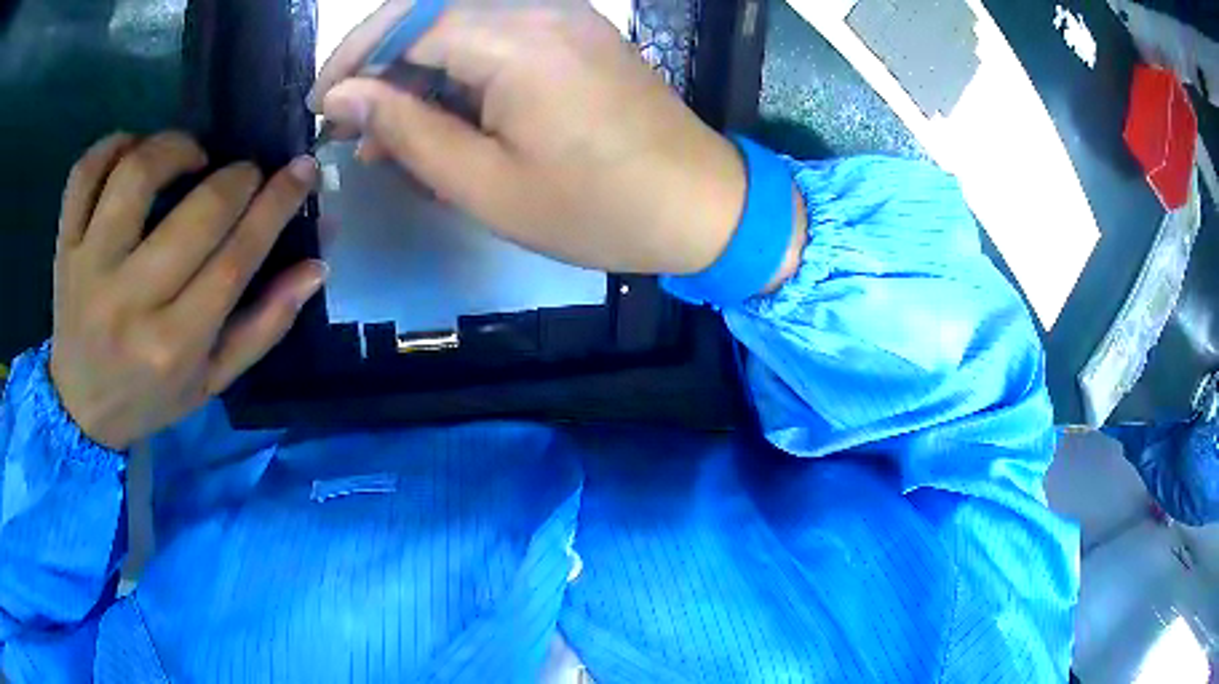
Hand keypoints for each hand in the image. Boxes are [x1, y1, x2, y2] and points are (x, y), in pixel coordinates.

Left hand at [51, 132, 326, 450]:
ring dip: (176, 146)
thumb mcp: (211, 381)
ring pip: (137, 172)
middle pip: (196, 213)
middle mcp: (128, 304)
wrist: (79, 408)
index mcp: (173, 347)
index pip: (236, 258)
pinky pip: (85, 172)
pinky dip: (114, 144)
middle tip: (244, 175)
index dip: (276, 205)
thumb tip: (315, 267)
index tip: (301, 171)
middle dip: (237, 178)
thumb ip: (263, 326)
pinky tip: (134, 151)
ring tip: (190, 156)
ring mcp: (88, 268)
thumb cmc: (149, 397)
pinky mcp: (64, 247)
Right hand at [311, 0, 747, 275]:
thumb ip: (406, 131)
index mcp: (516, 40)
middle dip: (379, 63)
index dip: (354, 62)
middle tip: (351, 123)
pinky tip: (441, 116)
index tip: (322, 106)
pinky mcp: (576, 32)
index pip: (406, 23)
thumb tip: (344, 97)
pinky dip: (458, 71)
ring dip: (417, 71)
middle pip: (431, 13)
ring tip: (389, 136)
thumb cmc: (596, 209)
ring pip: (460, 24)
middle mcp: (539, 8)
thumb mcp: (485, 184)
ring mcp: (563, 15)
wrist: (701, 206)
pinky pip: (497, 37)